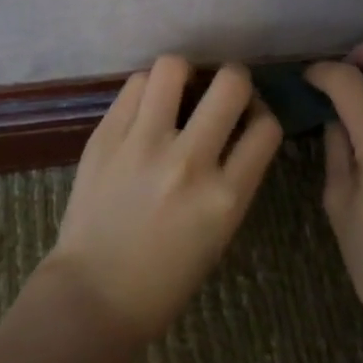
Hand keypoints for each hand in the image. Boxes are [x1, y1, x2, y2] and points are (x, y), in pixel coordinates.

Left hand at [42, 56, 281, 347]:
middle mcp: (189, 162)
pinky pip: (134, 85)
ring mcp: (143, 145)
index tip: (249, 117)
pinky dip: (146, 89)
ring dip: (183, 74)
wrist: (94, 294)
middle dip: (234, 79)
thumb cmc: (164, 278)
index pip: (267, 128)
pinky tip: (144, 106)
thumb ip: (232, 179)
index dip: (263, 115)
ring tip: (177, 90)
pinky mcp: (106, 136)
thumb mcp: (218, 233)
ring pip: (173, 67)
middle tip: (220, 91)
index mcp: (225, 198)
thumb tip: (237, 129)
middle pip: (231, 84)